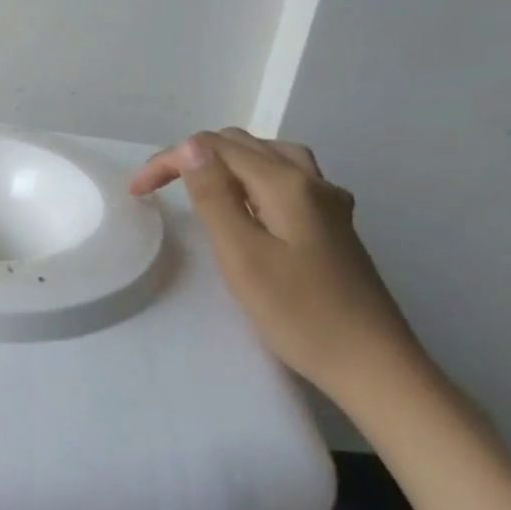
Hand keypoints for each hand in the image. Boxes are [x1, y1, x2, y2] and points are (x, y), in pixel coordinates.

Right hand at [132, 129, 425, 402]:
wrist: (373, 365)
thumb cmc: (299, 314)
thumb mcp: (242, 255)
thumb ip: (214, 196)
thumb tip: (192, 146)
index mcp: (287, 185)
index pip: (216, 148)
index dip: (170, 161)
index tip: (137, 191)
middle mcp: (312, 182)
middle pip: (244, 145)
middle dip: (195, 156)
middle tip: (158, 188)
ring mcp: (330, 203)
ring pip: (270, 157)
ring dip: (226, 162)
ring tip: (197, 186)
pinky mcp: (334, 226)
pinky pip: (289, 179)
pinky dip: (253, 178)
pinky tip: (248, 204)